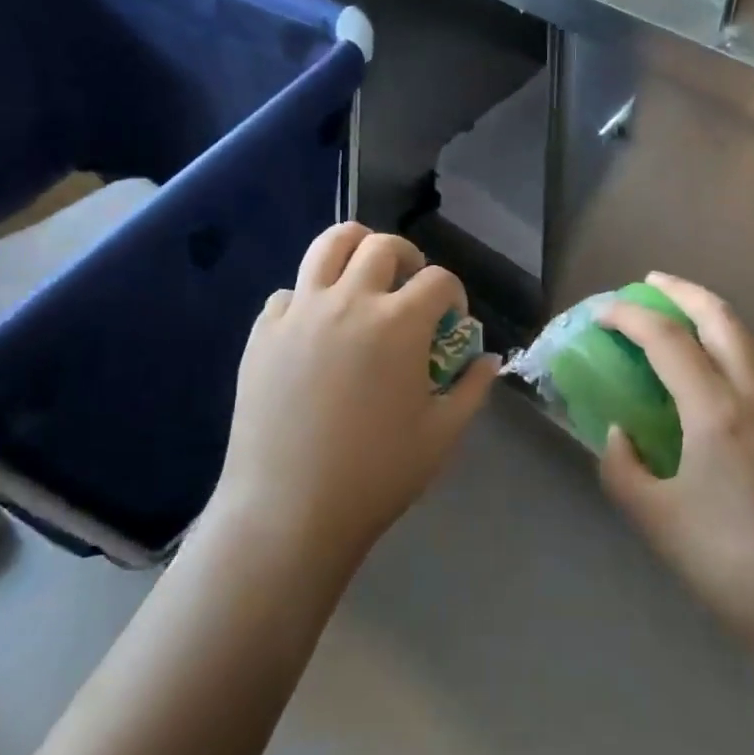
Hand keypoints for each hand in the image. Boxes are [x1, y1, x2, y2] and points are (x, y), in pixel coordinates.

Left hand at [206, 223, 497, 574]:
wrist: (288, 510)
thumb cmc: (376, 475)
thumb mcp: (441, 436)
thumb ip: (472, 389)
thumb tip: (490, 359)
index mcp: (399, 322)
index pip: (438, 279)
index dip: (453, 293)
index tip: (452, 317)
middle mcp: (350, 300)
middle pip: (383, 245)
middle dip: (407, 257)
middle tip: (408, 285)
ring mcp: (301, 310)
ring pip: (328, 245)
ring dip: (354, 248)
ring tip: (361, 273)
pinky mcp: (264, 330)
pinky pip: (288, 293)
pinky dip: (307, 299)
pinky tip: (313, 329)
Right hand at [599, 273, 753, 675]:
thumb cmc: (731, 570)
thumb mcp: (655, 521)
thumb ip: (621, 466)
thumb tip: (620, 433)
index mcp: (718, 413)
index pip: (667, 339)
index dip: (631, 316)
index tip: (605, 312)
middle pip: (721, 317)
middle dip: (682, 291)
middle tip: (651, 284)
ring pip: (751, 348)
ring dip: (713, 328)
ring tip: (683, 337)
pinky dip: (739, 371)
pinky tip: (727, 408)